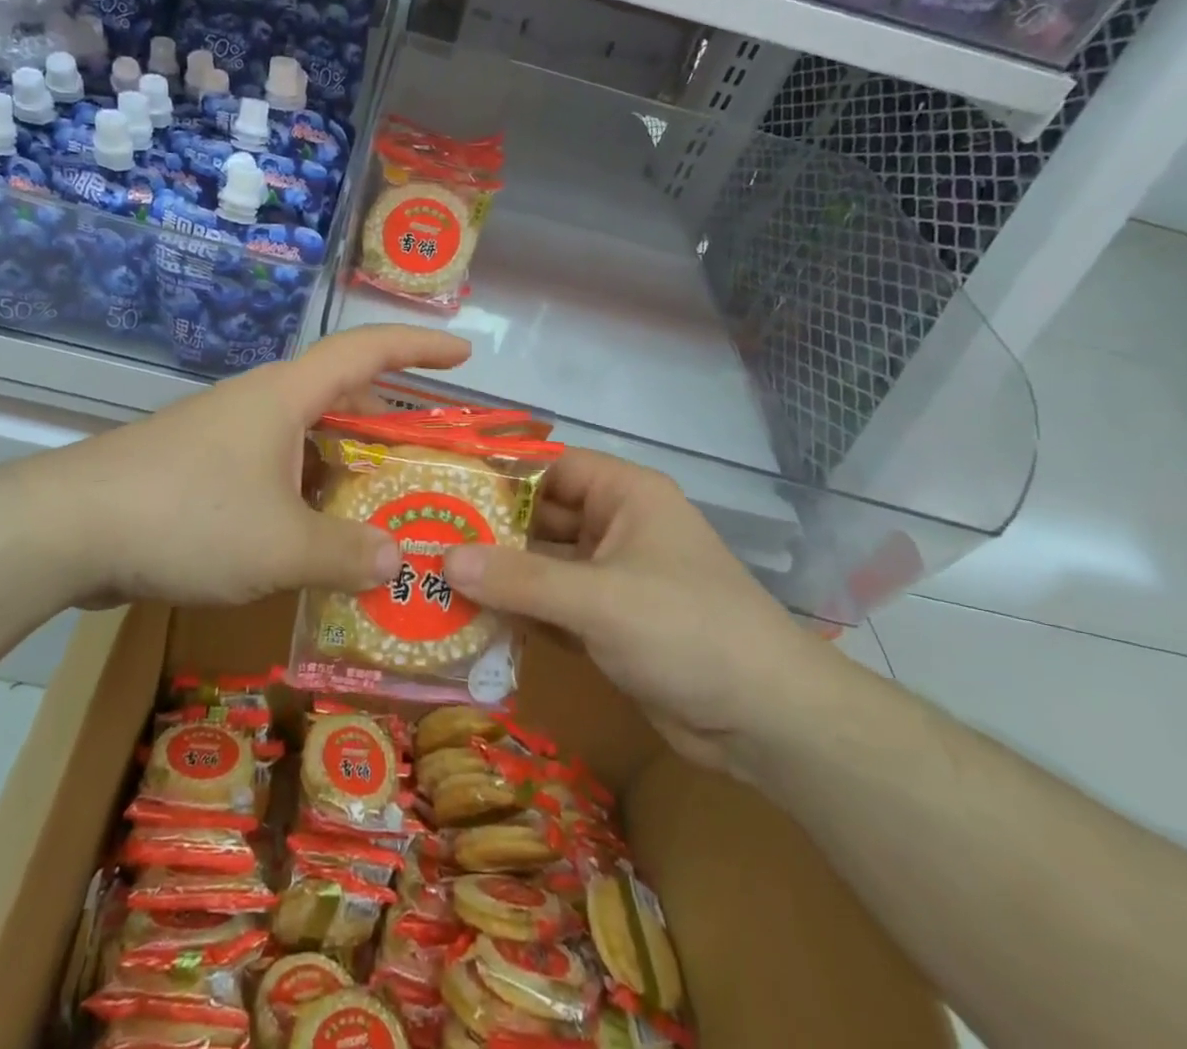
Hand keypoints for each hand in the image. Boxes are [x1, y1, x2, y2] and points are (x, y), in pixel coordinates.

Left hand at [47, 325, 471, 609]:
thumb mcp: (280, 546)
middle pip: (338, 398)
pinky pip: (271, 472)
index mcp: (286, 397)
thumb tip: (397, 560)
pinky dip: (304, 496)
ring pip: (303, 441)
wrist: (67, 529)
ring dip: (343, 470)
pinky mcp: (198, 471)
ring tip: (380, 511)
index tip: (463, 355)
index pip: (366, 351)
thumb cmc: (187, 518)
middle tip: (426, 460)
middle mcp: (258, 406)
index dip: (419, 348)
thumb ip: (346, 554)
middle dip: (387, 425)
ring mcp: (224, 437)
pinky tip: (312, 541)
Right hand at [442, 449, 845, 775]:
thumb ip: (520, 580)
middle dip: (486, 531)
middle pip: (539, 518)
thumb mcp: (599, 599)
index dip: (496, 475)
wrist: (765, 720)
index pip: (549, 467)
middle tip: (421, 539)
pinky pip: (550, 607)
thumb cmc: (686, 630)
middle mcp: (614, 528)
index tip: (439, 487)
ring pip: (541, 567)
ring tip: (429, 579)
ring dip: (496, 577)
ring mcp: (610, 579)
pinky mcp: (606, 625)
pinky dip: (517, 613)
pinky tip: (467, 621)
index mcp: (623, 496)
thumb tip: (442, 558)